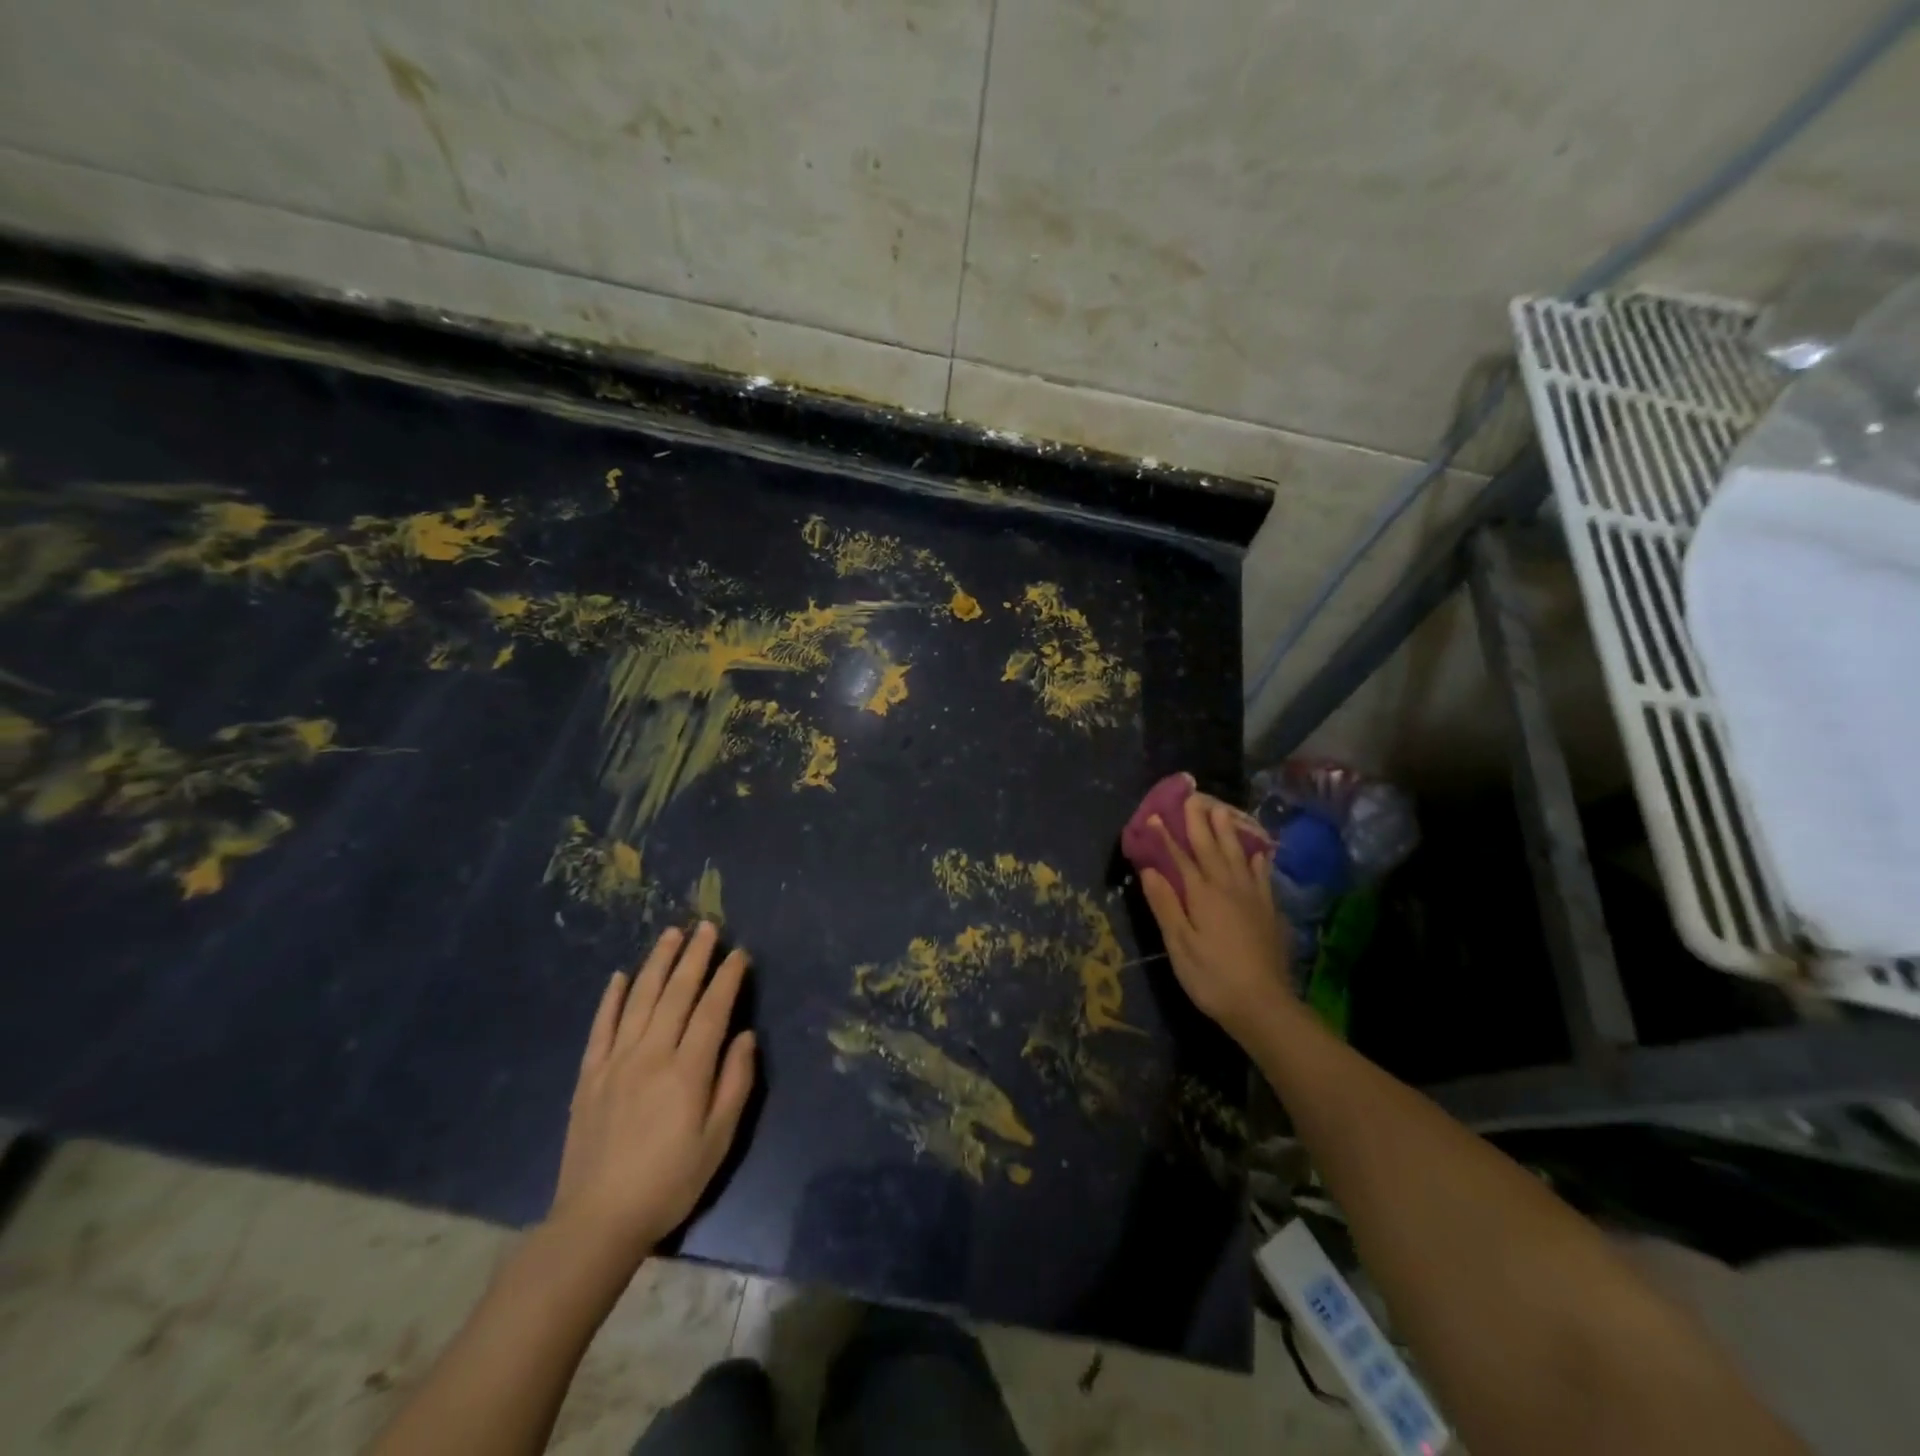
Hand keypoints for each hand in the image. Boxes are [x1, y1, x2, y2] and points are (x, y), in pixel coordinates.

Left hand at [548, 923, 756, 1264]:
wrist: (597, 1221)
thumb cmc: (669, 1182)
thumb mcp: (718, 1140)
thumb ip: (735, 1083)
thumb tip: (745, 1036)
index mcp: (687, 1070)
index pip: (712, 1009)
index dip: (728, 978)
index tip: (740, 953)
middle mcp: (651, 1054)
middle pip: (676, 993)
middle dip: (695, 956)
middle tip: (707, 926)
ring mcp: (615, 1061)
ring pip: (639, 999)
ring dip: (657, 963)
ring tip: (671, 934)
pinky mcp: (589, 1075)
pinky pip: (601, 1026)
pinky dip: (611, 998)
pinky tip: (619, 976)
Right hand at [1139, 793, 1293, 1044]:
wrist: (1263, 1005)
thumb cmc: (1212, 977)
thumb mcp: (1179, 944)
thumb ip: (1165, 904)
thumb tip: (1150, 869)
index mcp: (1202, 894)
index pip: (1180, 857)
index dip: (1168, 835)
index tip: (1157, 814)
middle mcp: (1228, 887)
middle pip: (1211, 847)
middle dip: (1200, 822)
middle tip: (1193, 797)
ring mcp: (1252, 897)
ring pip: (1238, 854)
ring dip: (1227, 831)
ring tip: (1222, 809)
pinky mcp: (1268, 910)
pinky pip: (1262, 874)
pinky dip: (1257, 858)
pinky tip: (1257, 851)